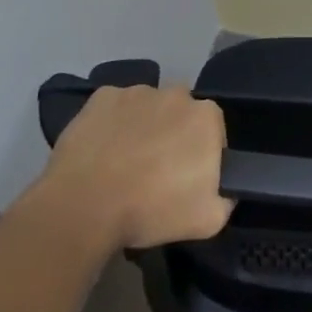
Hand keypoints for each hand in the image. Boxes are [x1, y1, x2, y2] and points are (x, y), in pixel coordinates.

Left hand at [42, 85, 232, 249]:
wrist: (84, 206)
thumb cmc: (152, 210)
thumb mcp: (209, 220)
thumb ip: (226, 196)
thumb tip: (223, 187)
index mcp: (206, 117)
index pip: (213, 130)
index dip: (203, 153)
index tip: (188, 176)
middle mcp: (175, 94)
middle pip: (181, 113)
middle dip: (175, 133)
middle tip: (157, 168)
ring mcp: (136, 91)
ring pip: (148, 106)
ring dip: (144, 126)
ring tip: (125, 161)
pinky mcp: (101, 96)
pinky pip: (115, 107)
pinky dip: (113, 122)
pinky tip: (102, 150)